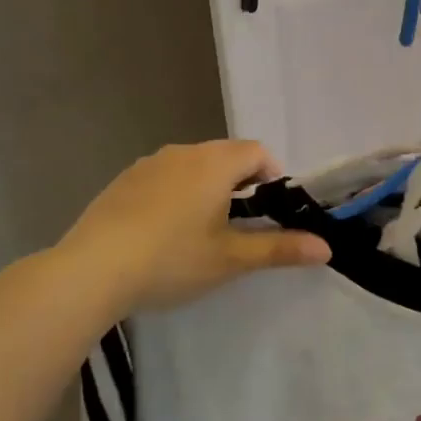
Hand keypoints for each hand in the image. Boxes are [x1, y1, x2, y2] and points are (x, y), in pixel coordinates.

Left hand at [60, 141, 330, 314]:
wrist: (93, 269)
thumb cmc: (172, 259)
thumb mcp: (231, 259)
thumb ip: (280, 249)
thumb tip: (326, 248)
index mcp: (214, 163)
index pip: (257, 152)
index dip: (273, 176)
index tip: (272, 211)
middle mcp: (183, 152)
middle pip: (225, 155)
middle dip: (241, 184)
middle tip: (241, 226)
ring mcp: (148, 163)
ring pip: (192, 166)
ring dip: (207, 188)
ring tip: (202, 231)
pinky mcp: (123, 181)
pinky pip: (163, 177)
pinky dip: (176, 194)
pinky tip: (163, 233)